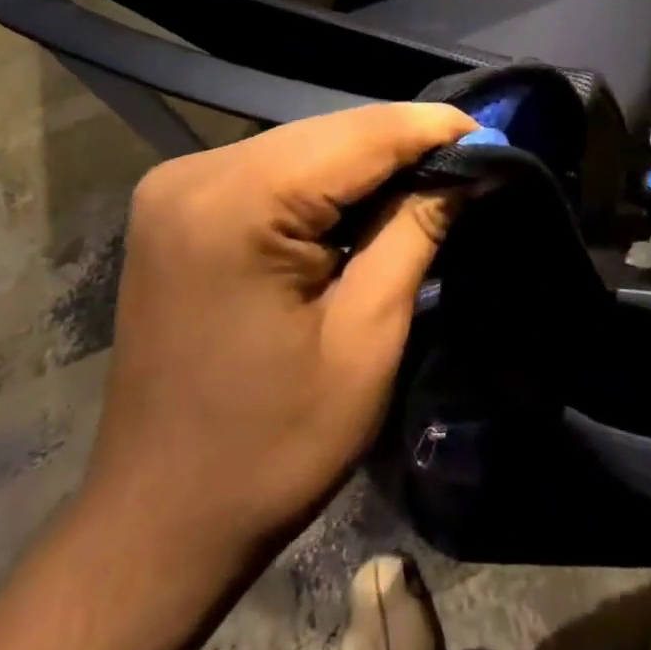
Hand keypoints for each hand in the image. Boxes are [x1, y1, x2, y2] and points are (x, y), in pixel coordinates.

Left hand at [79, 102, 475, 574]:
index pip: (359, 135)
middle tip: (470, 164)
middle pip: (329, 132)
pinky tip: (365, 202)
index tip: (493, 139)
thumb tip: (468, 169)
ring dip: (369, 161)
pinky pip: (273, 168)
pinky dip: (327, 180)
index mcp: (237, 204)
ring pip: (304, 144)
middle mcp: (196, 173)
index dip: (433, 129)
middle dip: (404, 143)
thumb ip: (416, 231)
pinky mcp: (177, 204)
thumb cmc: (272, 447)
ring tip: (430, 181)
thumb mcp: (367, 337)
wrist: (157, 521)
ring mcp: (178, 185)